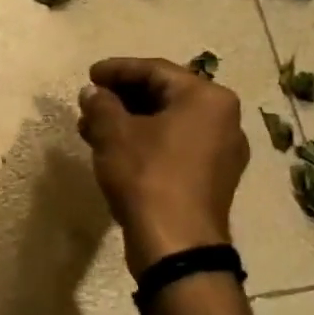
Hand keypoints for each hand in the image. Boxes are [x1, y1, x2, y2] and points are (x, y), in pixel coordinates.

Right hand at [78, 57, 248, 276]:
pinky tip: (116, 153)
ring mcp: (222, 152)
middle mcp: (224, 119)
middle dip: (122, 98)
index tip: (89, 75)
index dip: (117, 69)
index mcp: (207, 98)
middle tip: (90, 103)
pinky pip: (176, 148)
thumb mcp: (114, 134)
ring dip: (130, 123)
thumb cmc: (148, 177)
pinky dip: (146, 144)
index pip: (156, 70)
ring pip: (168, 124)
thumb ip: (101, 105)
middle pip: (165, 96)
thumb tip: (93, 93)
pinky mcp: (212, 180)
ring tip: (92, 130)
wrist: (176, 245)